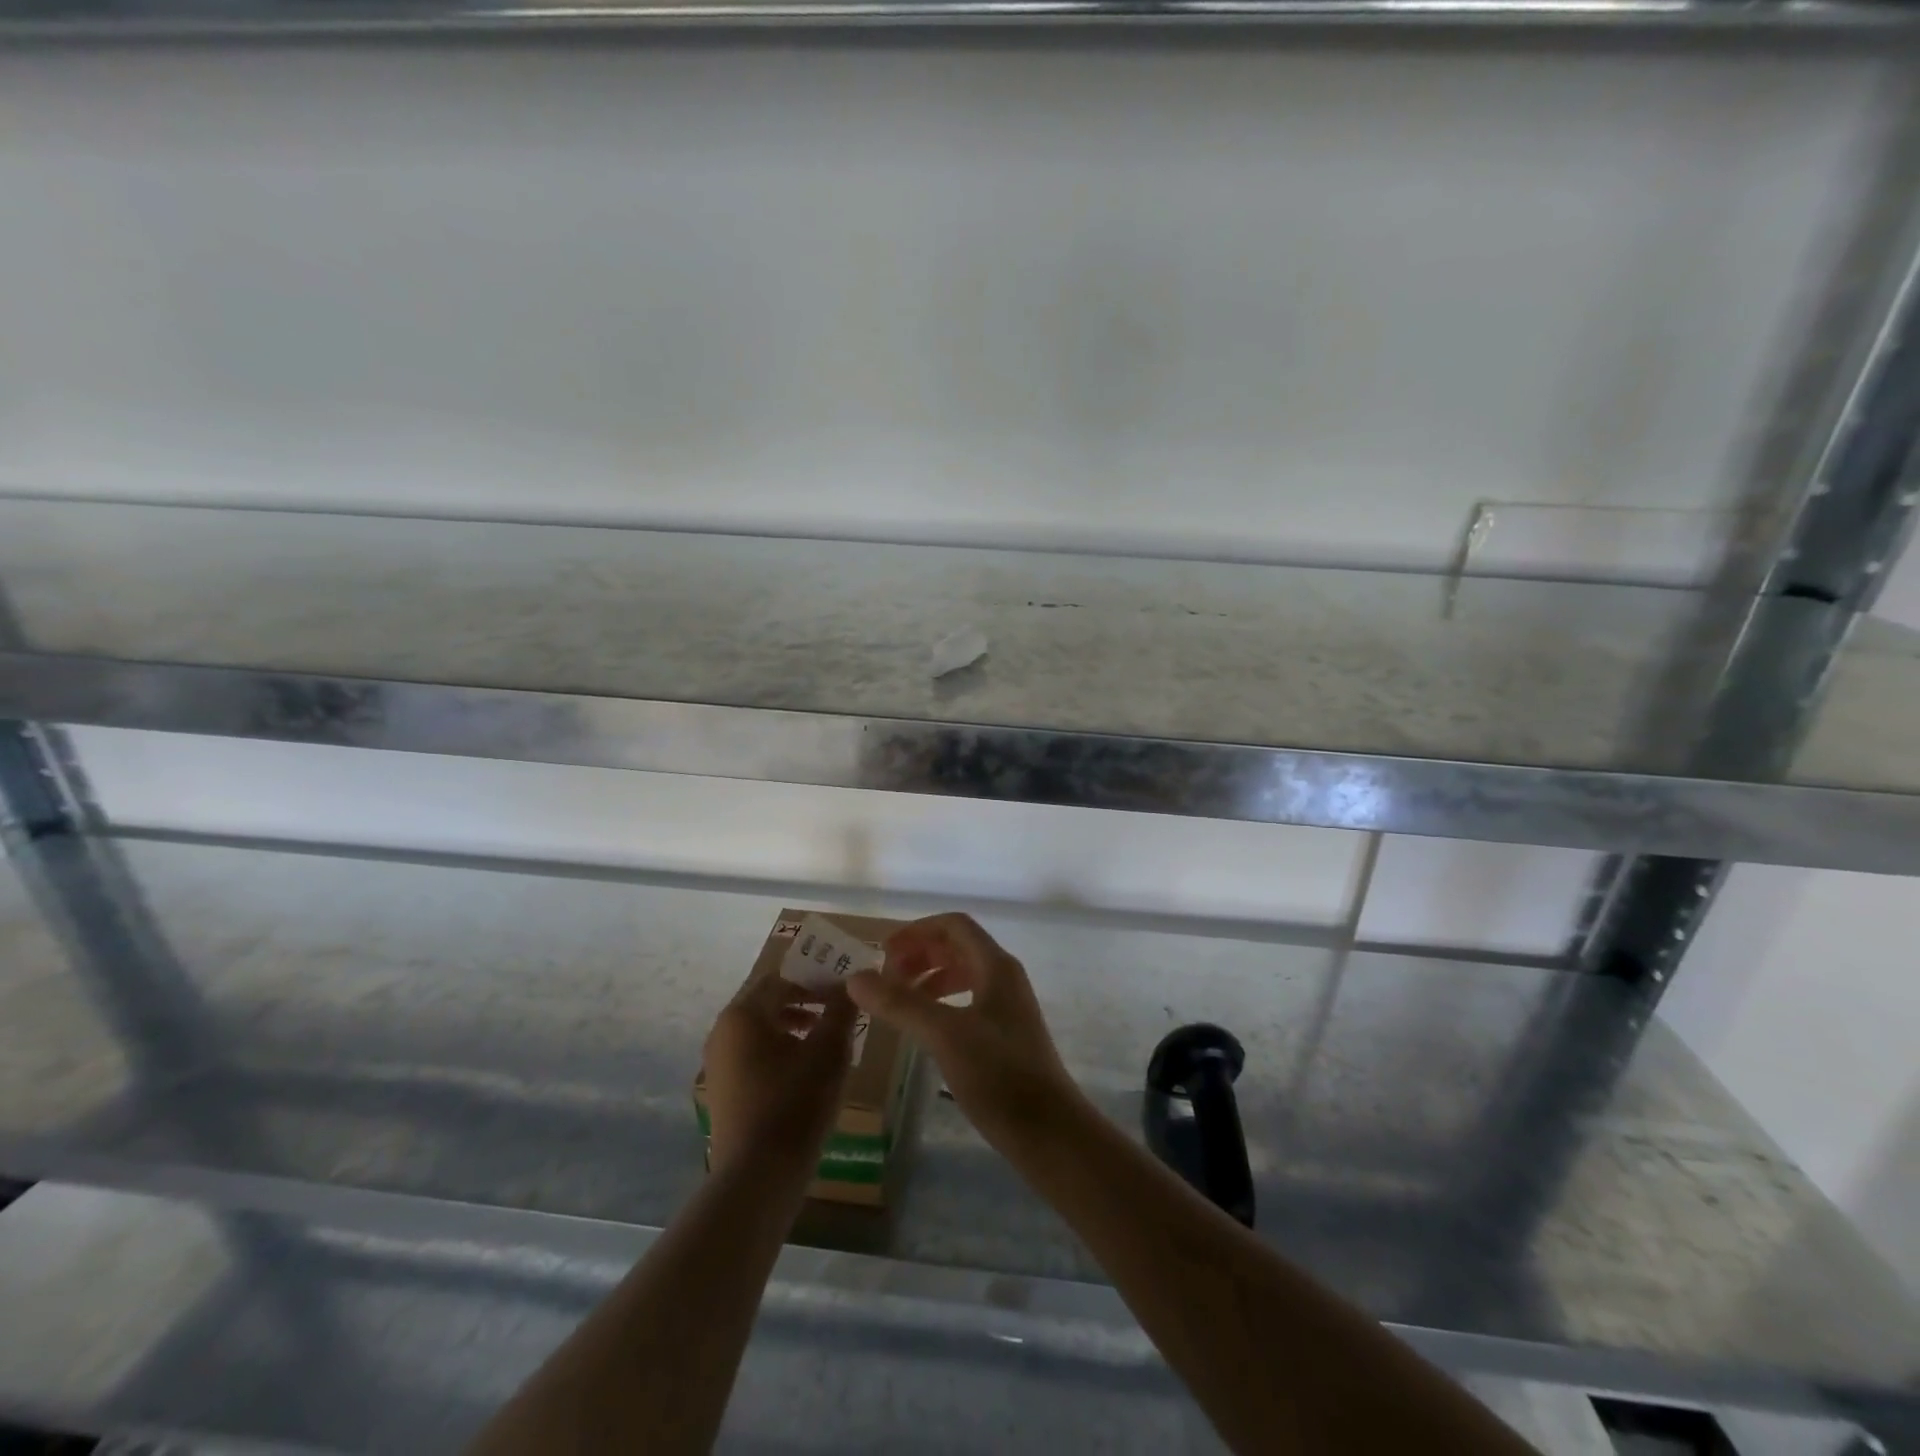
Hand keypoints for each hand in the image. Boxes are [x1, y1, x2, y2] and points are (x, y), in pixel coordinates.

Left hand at [702, 973, 859, 1177]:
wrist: (758, 1176)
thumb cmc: (795, 1102)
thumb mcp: (829, 1051)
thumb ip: (841, 1011)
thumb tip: (850, 985)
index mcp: (743, 1014)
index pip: (781, 978)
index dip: (814, 979)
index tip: (843, 990)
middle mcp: (722, 1032)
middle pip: (766, 1002)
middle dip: (803, 1000)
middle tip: (836, 1010)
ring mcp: (718, 1064)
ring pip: (759, 1029)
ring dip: (792, 1025)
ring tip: (824, 1039)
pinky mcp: (722, 1091)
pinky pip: (752, 1054)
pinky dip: (778, 1050)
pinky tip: (804, 1070)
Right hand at [847, 913, 1082, 1150]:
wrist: (1049, 1132)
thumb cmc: (999, 1075)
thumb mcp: (943, 1035)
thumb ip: (900, 1004)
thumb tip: (855, 977)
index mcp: (996, 966)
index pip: (953, 925)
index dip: (916, 931)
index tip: (883, 953)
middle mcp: (1004, 977)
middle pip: (957, 947)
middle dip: (919, 954)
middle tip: (885, 978)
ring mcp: (1007, 1006)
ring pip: (962, 974)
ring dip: (928, 978)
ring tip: (898, 1001)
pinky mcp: (1005, 1034)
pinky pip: (967, 1001)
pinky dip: (940, 1003)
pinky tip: (923, 1027)